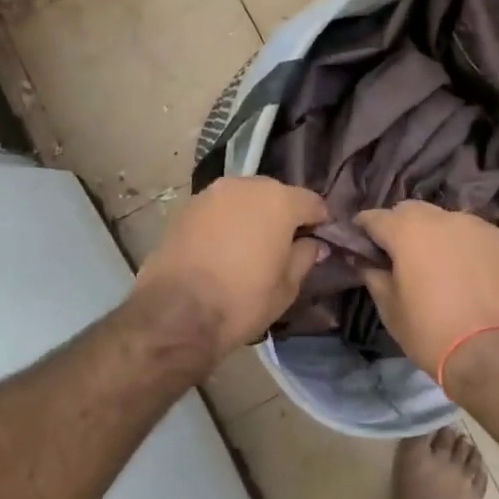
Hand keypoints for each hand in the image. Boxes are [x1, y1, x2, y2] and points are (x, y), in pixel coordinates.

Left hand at [134, 178, 329, 359]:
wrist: (176, 313)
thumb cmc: (242, 300)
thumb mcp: (287, 287)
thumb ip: (305, 257)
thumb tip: (312, 244)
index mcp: (278, 201)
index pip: (312, 201)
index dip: (320, 220)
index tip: (322, 238)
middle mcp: (245, 186)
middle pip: (274, 194)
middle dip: (282, 214)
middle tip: (284, 243)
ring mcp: (210, 194)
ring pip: (242, 199)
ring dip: (250, 215)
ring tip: (250, 245)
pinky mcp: (184, 209)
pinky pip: (216, 210)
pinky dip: (224, 223)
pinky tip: (221, 248)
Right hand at [356, 201, 498, 381]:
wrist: (495, 356)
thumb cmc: (431, 332)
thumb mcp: (391, 309)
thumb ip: (374, 275)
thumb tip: (365, 260)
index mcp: (409, 231)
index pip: (376, 217)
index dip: (364, 228)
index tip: (361, 242)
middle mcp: (447, 219)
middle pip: (415, 211)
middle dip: (403, 227)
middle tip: (402, 255)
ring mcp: (484, 230)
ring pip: (453, 223)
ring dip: (441, 238)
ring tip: (442, 268)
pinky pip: (482, 242)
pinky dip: (472, 253)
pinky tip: (474, 280)